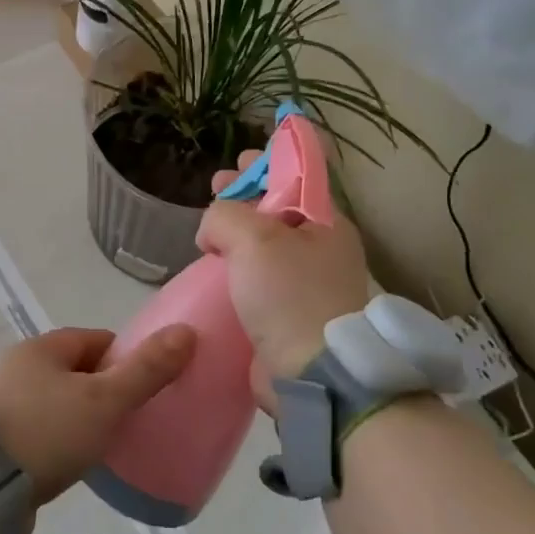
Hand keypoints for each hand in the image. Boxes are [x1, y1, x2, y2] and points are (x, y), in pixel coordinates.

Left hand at [0, 325, 196, 503]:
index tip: (146, 386)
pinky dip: (58, 436)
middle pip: (76, 369)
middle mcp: (17, 365)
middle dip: (104, 389)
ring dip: (79, 414)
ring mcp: (1, 401)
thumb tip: (186, 331)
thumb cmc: (47, 432)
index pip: (96, 340)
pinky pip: (38, 426)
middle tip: (129, 419)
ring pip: (56, 399)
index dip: (126, 358)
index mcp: (42, 347)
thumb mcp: (104, 401)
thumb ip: (145, 370)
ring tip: (103, 443)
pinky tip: (69, 459)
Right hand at [199, 150, 370, 408]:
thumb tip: (212, 231)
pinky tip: (216, 269)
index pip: (296, 178)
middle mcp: (322, 249)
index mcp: (325, 222)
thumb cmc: (290, 294)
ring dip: (237, 234)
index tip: (239, 160)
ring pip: (266, 245)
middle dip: (245, 196)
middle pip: (278, 209)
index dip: (266, 164)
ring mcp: (309, 284)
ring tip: (208, 233)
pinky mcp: (291, 315)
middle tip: (216, 186)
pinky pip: (261, 279)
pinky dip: (238, 268)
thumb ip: (225, 215)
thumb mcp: (253, 238)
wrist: (315, 373)